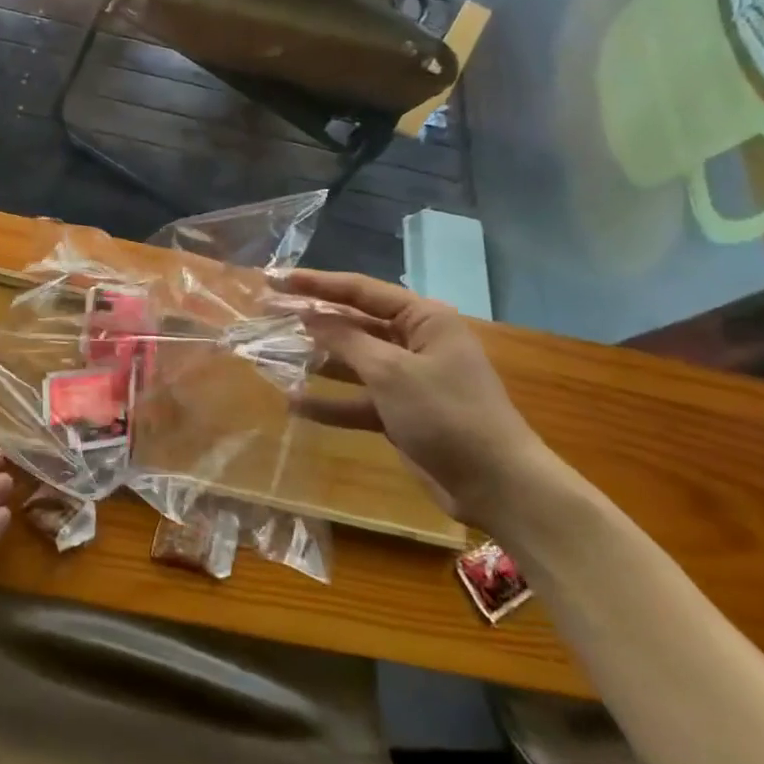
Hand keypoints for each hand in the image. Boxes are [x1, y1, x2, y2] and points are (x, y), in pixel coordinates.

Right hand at [279, 270, 556, 523]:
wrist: (496, 485)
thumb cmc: (447, 414)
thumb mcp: (391, 371)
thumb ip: (346, 340)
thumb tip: (309, 316)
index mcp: (423, 319)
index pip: (359, 290)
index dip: (315, 283)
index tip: (275, 279)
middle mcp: (414, 341)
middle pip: (352, 324)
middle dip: (310, 322)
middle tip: (266, 314)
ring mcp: (406, 379)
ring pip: (351, 362)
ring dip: (315, 361)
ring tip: (272, 356)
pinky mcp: (400, 413)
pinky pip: (357, 399)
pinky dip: (329, 402)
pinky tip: (294, 403)